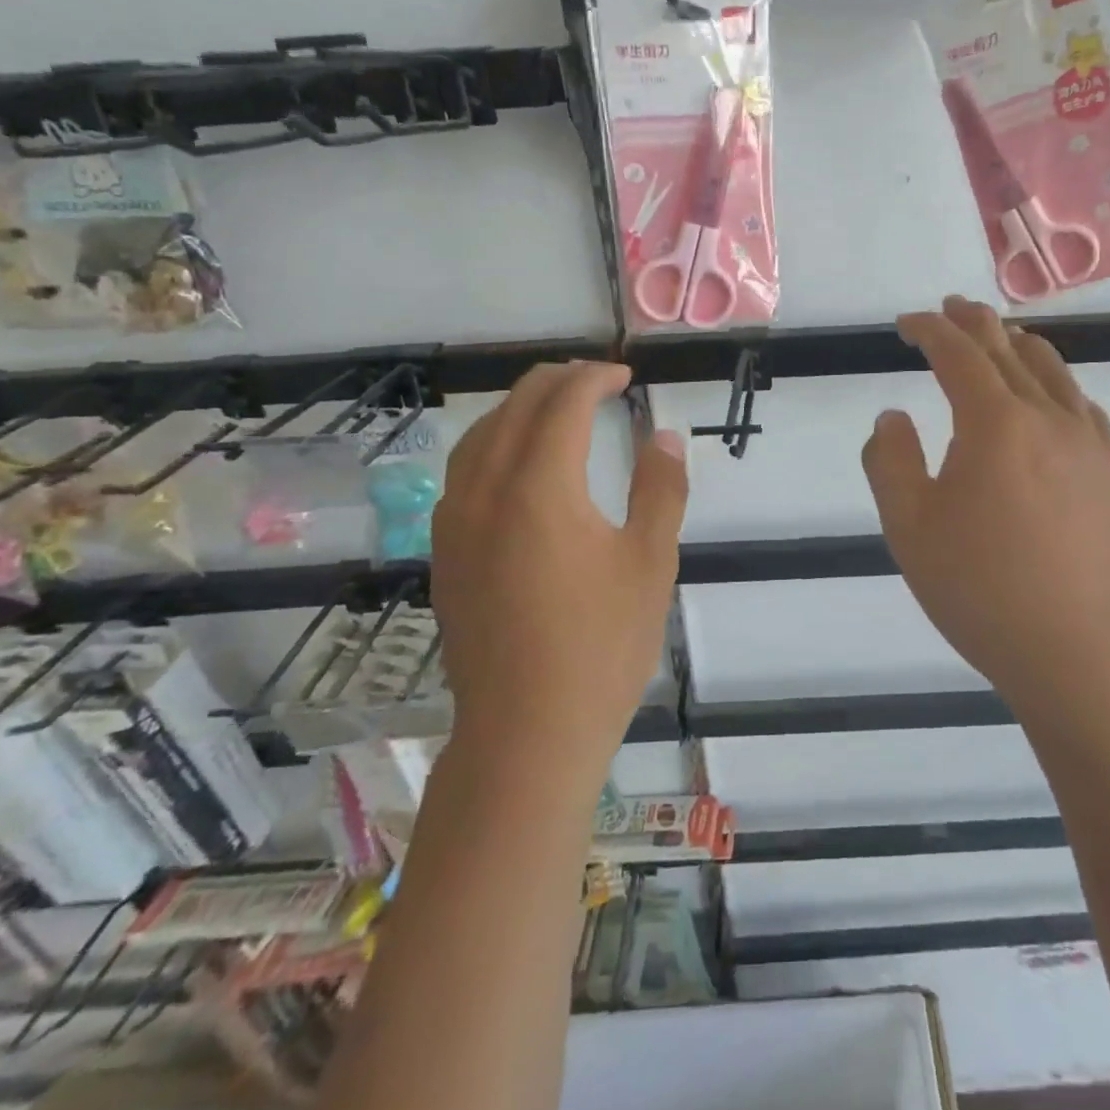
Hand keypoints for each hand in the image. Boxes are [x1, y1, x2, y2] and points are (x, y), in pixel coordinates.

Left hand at [430, 362, 686, 772]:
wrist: (527, 732)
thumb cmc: (601, 645)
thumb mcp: (650, 562)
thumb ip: (660, 490)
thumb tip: (664, 438)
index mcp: (539, 488)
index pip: (563, 404)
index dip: (595, 378)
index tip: (624, 377)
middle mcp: (485, 492)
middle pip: (514, 408)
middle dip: (557, 382)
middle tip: (597, 382)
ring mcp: (455, 523)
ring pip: (480, 436)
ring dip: (520, 409)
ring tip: (557, 410)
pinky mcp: (445, 553)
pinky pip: (464, 472)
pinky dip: (495, 444)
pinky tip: (519, 465)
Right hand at [862, 296, 1109, 724]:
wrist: (1075, 650)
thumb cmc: (979, 589)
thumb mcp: (907, 527)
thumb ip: (889, 460)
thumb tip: (894, 416)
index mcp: (994, 423)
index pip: (958, 353)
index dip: (930, 329)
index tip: (908, 322)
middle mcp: (1048, 417)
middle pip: (1008, 349)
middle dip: (974, 323)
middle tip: (951, 309)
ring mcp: (1091, 443)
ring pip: (1054, 371)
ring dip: (1019, 346)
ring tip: (1000, 339)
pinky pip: (1084, 408)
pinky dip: (1057, 388)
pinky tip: (1050, 401)